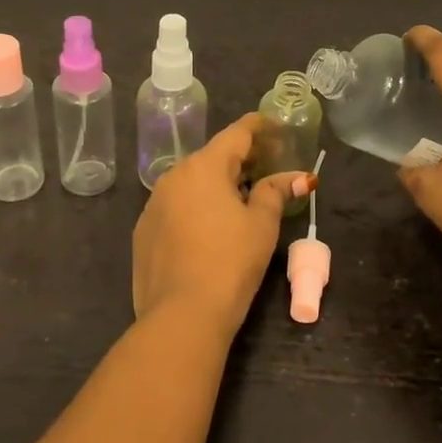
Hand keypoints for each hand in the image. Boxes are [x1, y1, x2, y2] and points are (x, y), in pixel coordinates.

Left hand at [132, 113, 311, 335]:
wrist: (181, 315)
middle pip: (212, 156)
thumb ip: (276, 193)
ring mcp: (153, 204)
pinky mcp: (143, 231)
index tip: (276, 126)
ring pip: (191, 182)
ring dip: (216, 184)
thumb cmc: (230, 263)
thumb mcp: (261, 225)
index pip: (237, 133)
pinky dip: (195, 207)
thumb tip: (298, 177)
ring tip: (240, 199)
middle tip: (266, 167)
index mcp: (204, 167)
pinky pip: (175, 206)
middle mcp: (174, 176)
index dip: (259, 127)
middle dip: (240, 159)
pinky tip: (209, 229)